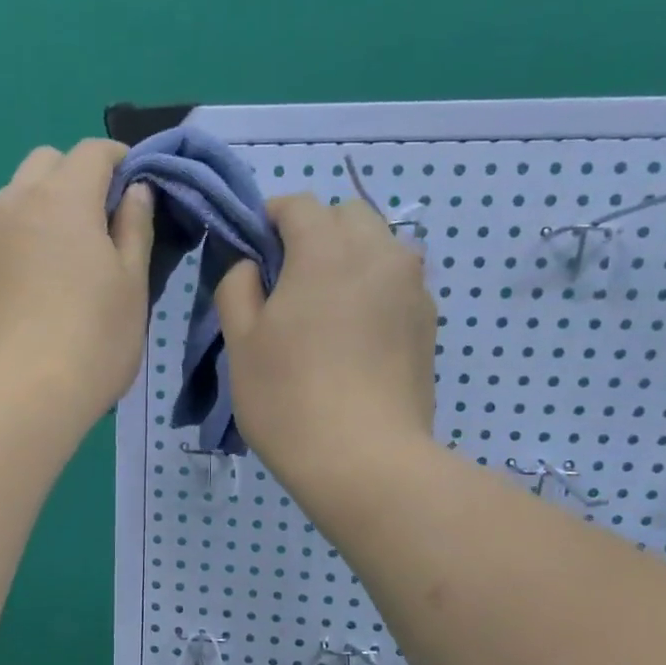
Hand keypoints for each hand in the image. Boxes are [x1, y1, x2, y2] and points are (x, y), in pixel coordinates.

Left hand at [0, 140, 153, 424]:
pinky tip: (22, 296)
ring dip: (37, 213)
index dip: (119, 161)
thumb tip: (135, 191)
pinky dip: (10, 250)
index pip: (93, 151)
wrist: (19, 396)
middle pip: (44, 164)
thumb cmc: (92, 340)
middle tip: (96, 226)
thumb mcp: (132, 286)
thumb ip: (134, 229)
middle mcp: (12, 204)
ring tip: (56, 265)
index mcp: (62, 198)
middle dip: (73, 179)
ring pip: (10, 202)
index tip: (134, 188)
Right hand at [214, 193, 436, 492]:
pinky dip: (374, 291)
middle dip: (316, 233)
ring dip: (350, 259)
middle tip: (289, 283)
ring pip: (380, 247)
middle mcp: (378, 252)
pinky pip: (397, 284)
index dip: (269, 219)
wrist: (365, 459)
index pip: (297, 205)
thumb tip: (250, 266)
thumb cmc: (288, 398)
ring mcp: (412, 287)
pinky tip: (356, 338)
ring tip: (327, 309)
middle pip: (346, 216)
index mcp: (326, 249)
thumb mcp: (240, 343)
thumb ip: (236, 288)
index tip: (252, 251)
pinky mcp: (429, 322)